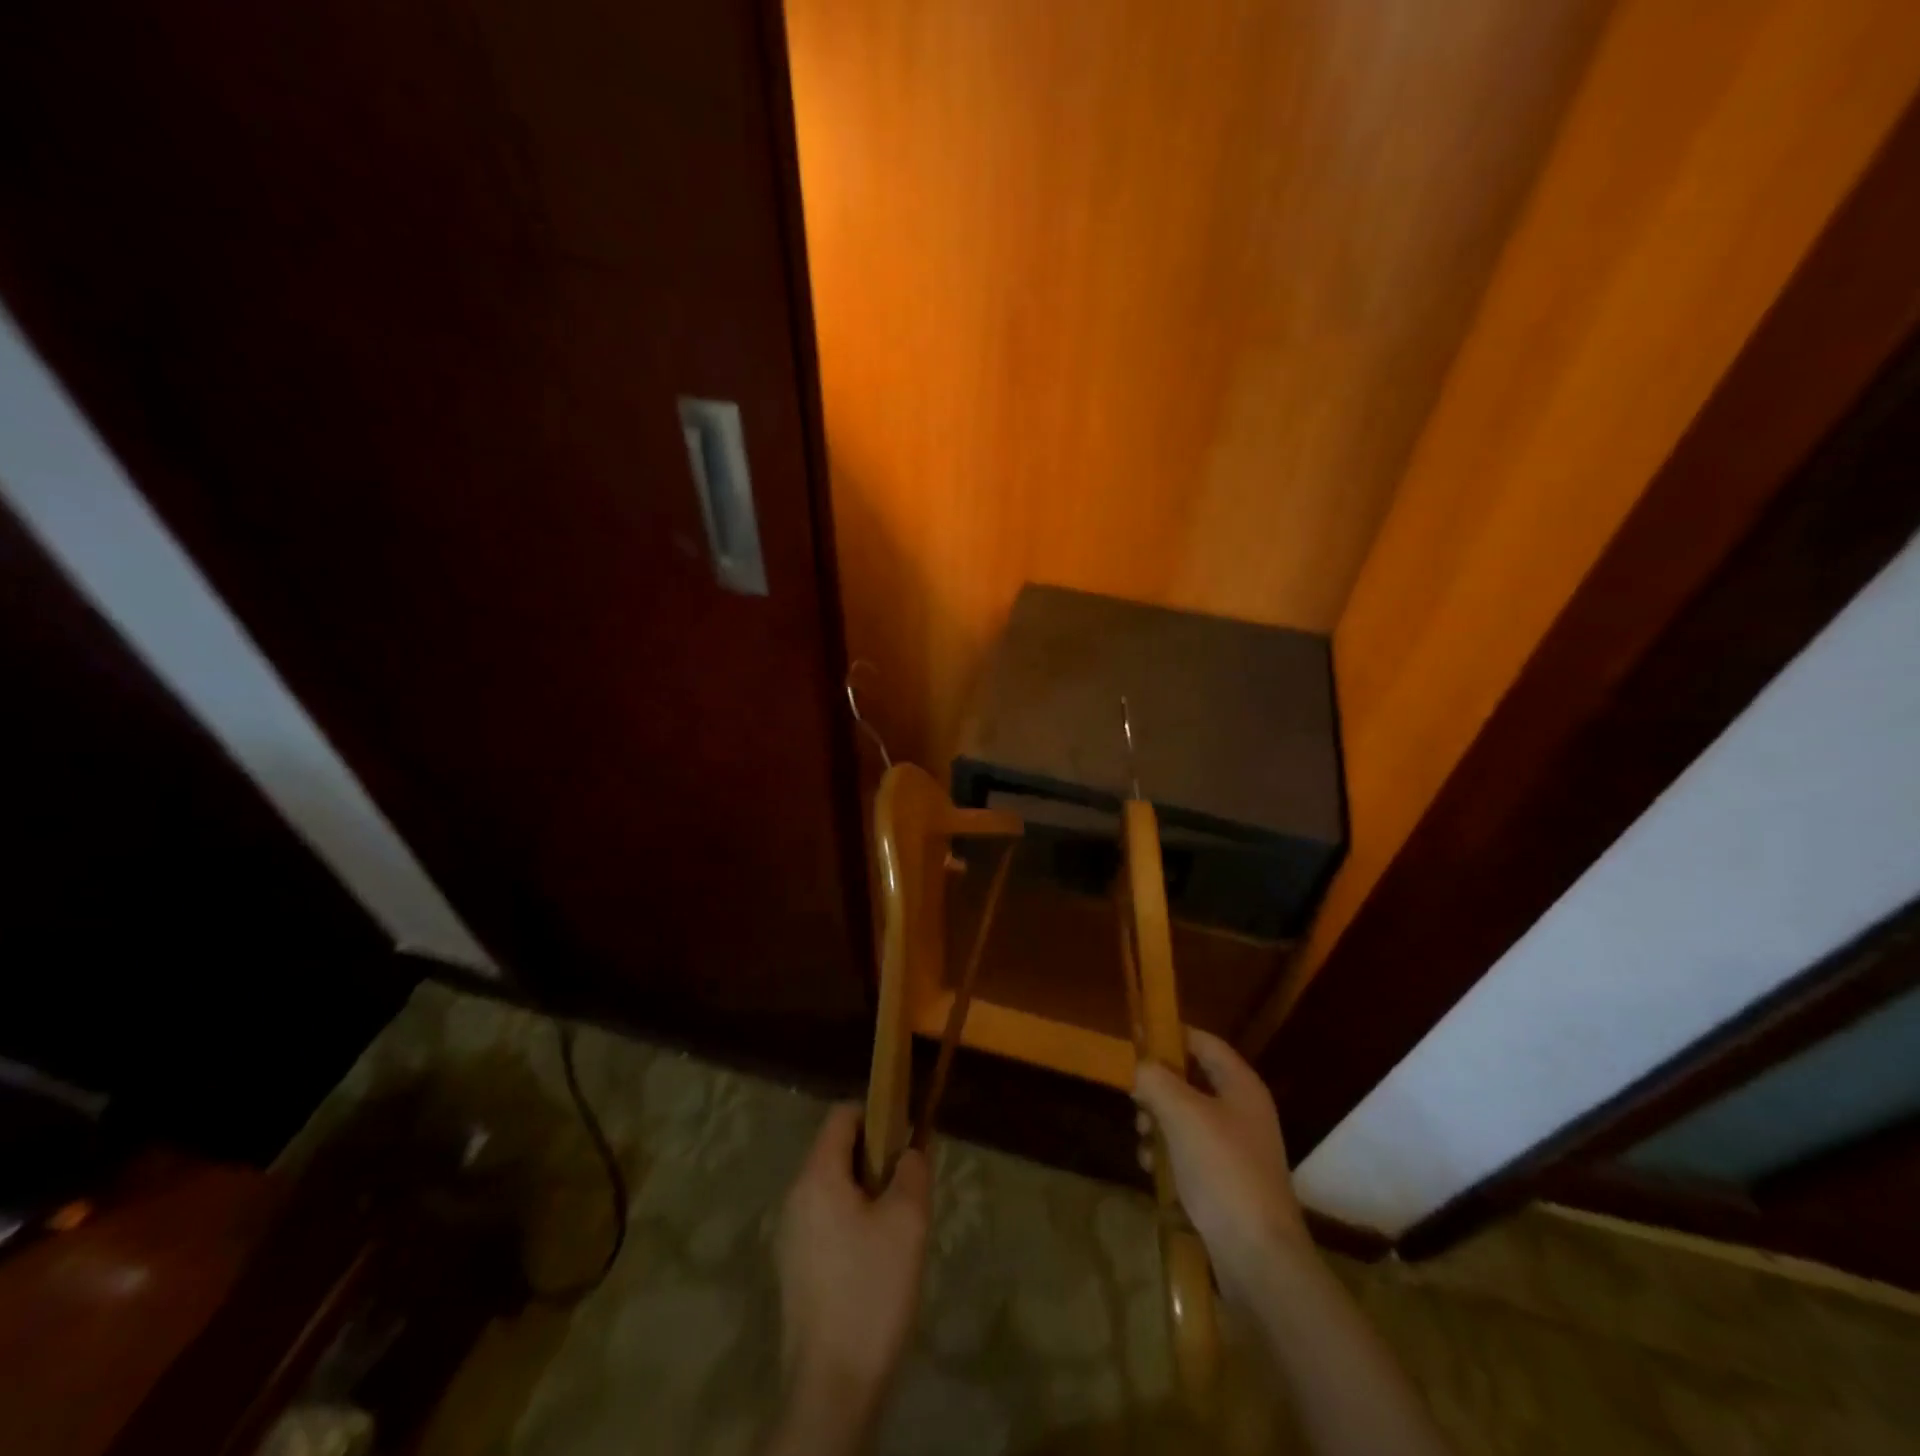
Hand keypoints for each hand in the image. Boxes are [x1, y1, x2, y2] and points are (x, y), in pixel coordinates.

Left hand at [773, 1104, 928, 1450]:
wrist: (832, 1388)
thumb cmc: (871, 1291)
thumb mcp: (907, 1222)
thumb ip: (913, 1171)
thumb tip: (910, 1149)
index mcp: (817, 1177)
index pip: (843, 1116)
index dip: (877, 1115)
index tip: (906, 1138)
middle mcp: (796, 1197)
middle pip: (837, 1151)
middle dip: (876, 1159)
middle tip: (909, 1188)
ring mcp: (791, 1235)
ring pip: (835, 1189)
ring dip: (868, 1193)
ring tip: (899, 1226)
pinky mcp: (795, 1268)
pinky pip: (827, 1220)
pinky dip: (854, 1222)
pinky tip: (878, 1260)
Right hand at [1133, 1028, 1311, 1304]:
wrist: (1259, 1258)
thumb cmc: (1222, 1171)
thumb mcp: (1181, 1114)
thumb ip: (1155, 1079)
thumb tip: (1139, 1066)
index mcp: (1241, 1086)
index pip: (1203, 1042)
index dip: (1170, 1034)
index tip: (1135, 1038)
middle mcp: (1242, 1111)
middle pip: (1191, 1080)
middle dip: (1157, 1087)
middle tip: (1133, 1098)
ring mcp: (1236, 1149)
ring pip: (1185, 1117)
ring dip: (1158, 1123)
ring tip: (1142, 1140)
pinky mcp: (1226, 1182)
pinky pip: (1189, 1152)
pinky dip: (1168, 1155)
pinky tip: (1152, 1170)